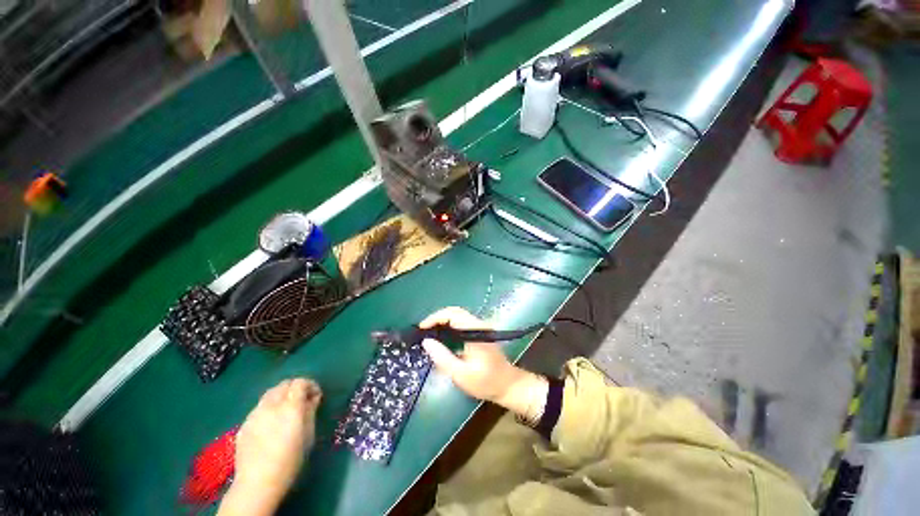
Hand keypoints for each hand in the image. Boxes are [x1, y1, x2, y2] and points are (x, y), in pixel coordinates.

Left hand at [219, 378, 321, 515]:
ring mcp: (255, 414)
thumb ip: (310, 411)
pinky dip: (269, 407)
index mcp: (290, 406)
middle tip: (302, 400)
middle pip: (284, 384)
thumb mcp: (308, 435)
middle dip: (295, 388)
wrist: (258, 483)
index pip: (300, 382)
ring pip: (270, 394)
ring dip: (281, 396)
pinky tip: (271, 423)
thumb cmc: (290, 460)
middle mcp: (271, 405)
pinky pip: (259, 407)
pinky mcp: (244, 424)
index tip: (315, 395)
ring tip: (286, 410)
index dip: (310, 384)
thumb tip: (313, 398)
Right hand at [420, 307, 546, 417]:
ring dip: (442, 322)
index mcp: (475, 331)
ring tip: (429, 335)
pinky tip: (442, 338)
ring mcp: (480, 327)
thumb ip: (443, 357)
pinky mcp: (480, 332)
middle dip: (437, 319)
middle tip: (423, 332)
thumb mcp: (461, 375)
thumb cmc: (486, 382)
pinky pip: (461, 323)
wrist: (508, 385)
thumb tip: (427, 341)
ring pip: (458, 316)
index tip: (422, 328)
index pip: (453, 314)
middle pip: (455, 312)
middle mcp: (479, 324)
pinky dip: (449, 326)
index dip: (435, 317)